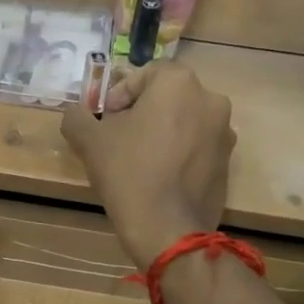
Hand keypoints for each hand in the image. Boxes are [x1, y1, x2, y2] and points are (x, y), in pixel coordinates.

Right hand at [61, 63, 235, 267]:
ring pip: (185, 122)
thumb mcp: (89, 141)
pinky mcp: (228, 163)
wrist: (168, 229)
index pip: (145, 74)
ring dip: (162, 133)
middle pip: (168, 97)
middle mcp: (210, 100)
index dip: (120, 94)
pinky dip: (179, 154)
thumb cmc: (128, 173)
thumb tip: (76, 113)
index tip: (106, 120)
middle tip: (118, 139)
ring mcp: (224, 133)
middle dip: (142, 112)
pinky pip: (197, 147)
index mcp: (179, 84)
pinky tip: (159, 178)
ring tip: (139, 160)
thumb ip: (77, 117)